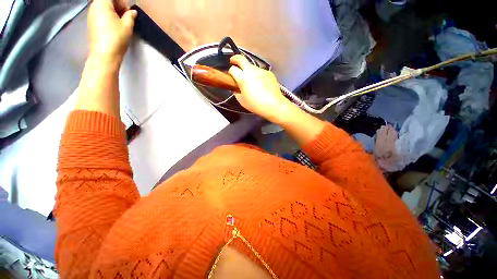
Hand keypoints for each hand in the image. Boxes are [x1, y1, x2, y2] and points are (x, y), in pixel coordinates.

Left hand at [87, 0, 136, 62]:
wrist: (105, 54)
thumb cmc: (116, 38)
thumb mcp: (127, 26)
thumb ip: (130, 16)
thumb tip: (132, 12)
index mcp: (101, 3)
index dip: (122, 3)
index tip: (128, 12)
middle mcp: (94, 7)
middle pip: (106, 1)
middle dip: (117, 6)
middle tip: (126, 18)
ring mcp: (91, 15)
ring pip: (103, 8)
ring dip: (113, 12)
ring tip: (121, 23)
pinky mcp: (92, 23)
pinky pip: (100, 15)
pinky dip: (108, 17)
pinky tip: (114, 27)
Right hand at [228, 55, 292, 120]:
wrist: (274, 105)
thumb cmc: (256, 105)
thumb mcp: (242, 101)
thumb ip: (236, 92)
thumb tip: (236, 88)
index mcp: (243, 78)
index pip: (233, 69)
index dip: (230, 72)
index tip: (231, 76)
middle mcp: (252, 71)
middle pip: (241, 58)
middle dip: (235, 59)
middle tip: (233, 62)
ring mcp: (261, 71)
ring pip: (252, 66)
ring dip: (248, 70)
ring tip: (251, 80)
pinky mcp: (269, 73)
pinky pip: (260, 72)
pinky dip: (258, 75)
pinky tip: (261, 84)